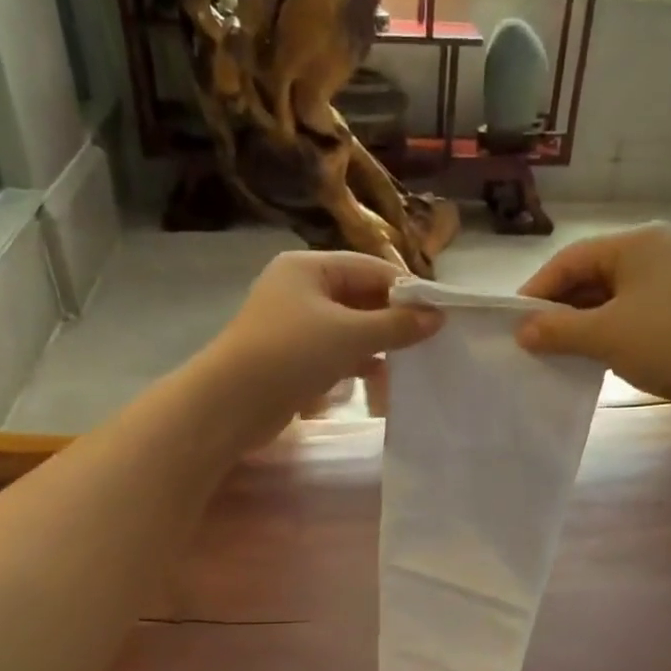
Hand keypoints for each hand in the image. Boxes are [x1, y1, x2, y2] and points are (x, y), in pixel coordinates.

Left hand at [200, 250, 442, 438]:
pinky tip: (378, 378)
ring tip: (408, 361)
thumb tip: (437, 317)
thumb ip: (396, 325)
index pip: (370, 268)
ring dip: (377, 343)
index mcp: (309, 267)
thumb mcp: (350, 335)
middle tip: (427, 341)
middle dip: (392, 319)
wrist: (233, 403)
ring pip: (348, 327)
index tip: (437, 314)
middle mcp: (300, 289)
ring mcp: (293, 324)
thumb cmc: (292, 354)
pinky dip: (357, 362)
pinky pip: (334, 352)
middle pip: (359, 296)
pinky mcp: (291, 357)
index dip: (406, 289)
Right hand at [514, 223, 670, 423]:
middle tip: (533, 341)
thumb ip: (558, 330)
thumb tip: (522, 331)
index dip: (539, 290)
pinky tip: (594, 355)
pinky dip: (609, 331)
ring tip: (558, 352)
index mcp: (638, 243)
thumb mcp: (605, 335)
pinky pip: (633, 314)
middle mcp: (657, 252)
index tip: (514, 322)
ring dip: (583, 323)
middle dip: (561, 308)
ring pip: (613, 297)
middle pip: (593, 275)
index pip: (572, 259)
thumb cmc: (670, 342)